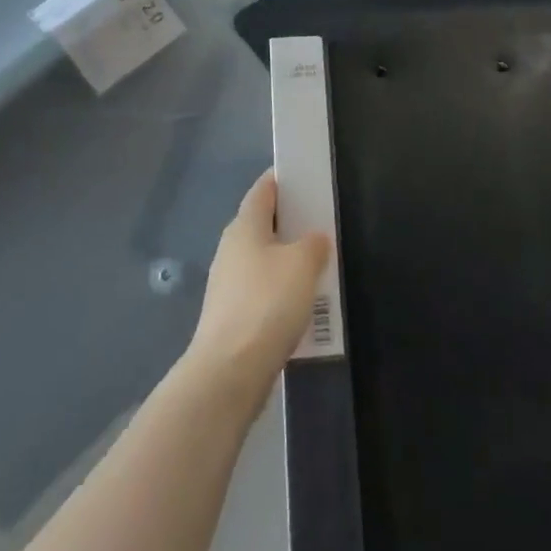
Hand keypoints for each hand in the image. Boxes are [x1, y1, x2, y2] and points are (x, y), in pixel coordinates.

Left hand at [186, 172, 330, 399]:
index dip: (283, 180)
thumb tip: (314, 239)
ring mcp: (228, 284)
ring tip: (318, 267)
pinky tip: (301, 306)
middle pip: (263, 225)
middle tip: (322, 224)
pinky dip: (281, 292)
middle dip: (290, 223)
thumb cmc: (267, 304)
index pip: (263, 189)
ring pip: (264, 260)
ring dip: (287, 261)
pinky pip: (262, 292)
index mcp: (245, 225)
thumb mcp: (302, 264)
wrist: (229, 372)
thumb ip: (314, 244)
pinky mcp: (231, 316)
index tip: (306, 178)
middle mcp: (231, 248)